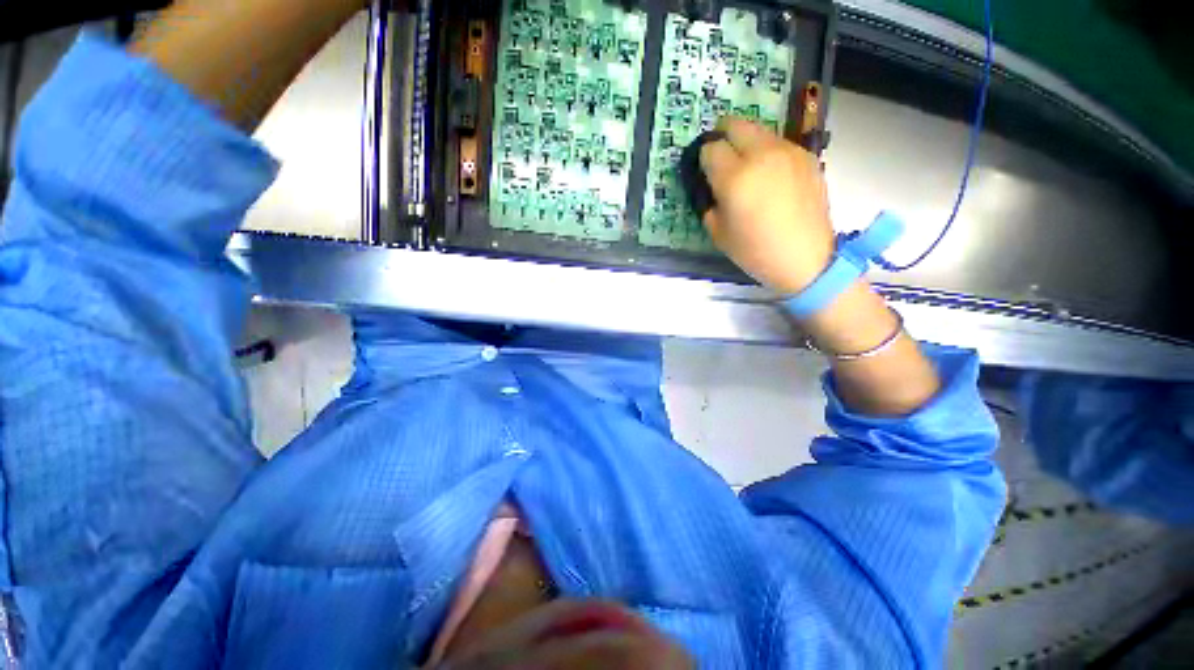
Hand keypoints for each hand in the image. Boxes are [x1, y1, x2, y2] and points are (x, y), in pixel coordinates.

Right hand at [699, 118, 834, 295]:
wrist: (804, 258)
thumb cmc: (755, 251)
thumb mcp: (718, 233)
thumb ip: (710, 202)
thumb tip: (711, 186)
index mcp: (735, 178)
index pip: (710, 149)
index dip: (703, 158)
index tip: (704, 171)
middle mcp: (762, 155)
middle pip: (735, 124)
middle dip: (721, 134)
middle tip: (719, 151)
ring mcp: (788, 152)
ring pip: (759, 130)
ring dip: (745, 141)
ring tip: (746, 165)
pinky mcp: (806, 156)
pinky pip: (779, 143)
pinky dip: (767, 151)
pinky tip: (769, 174)